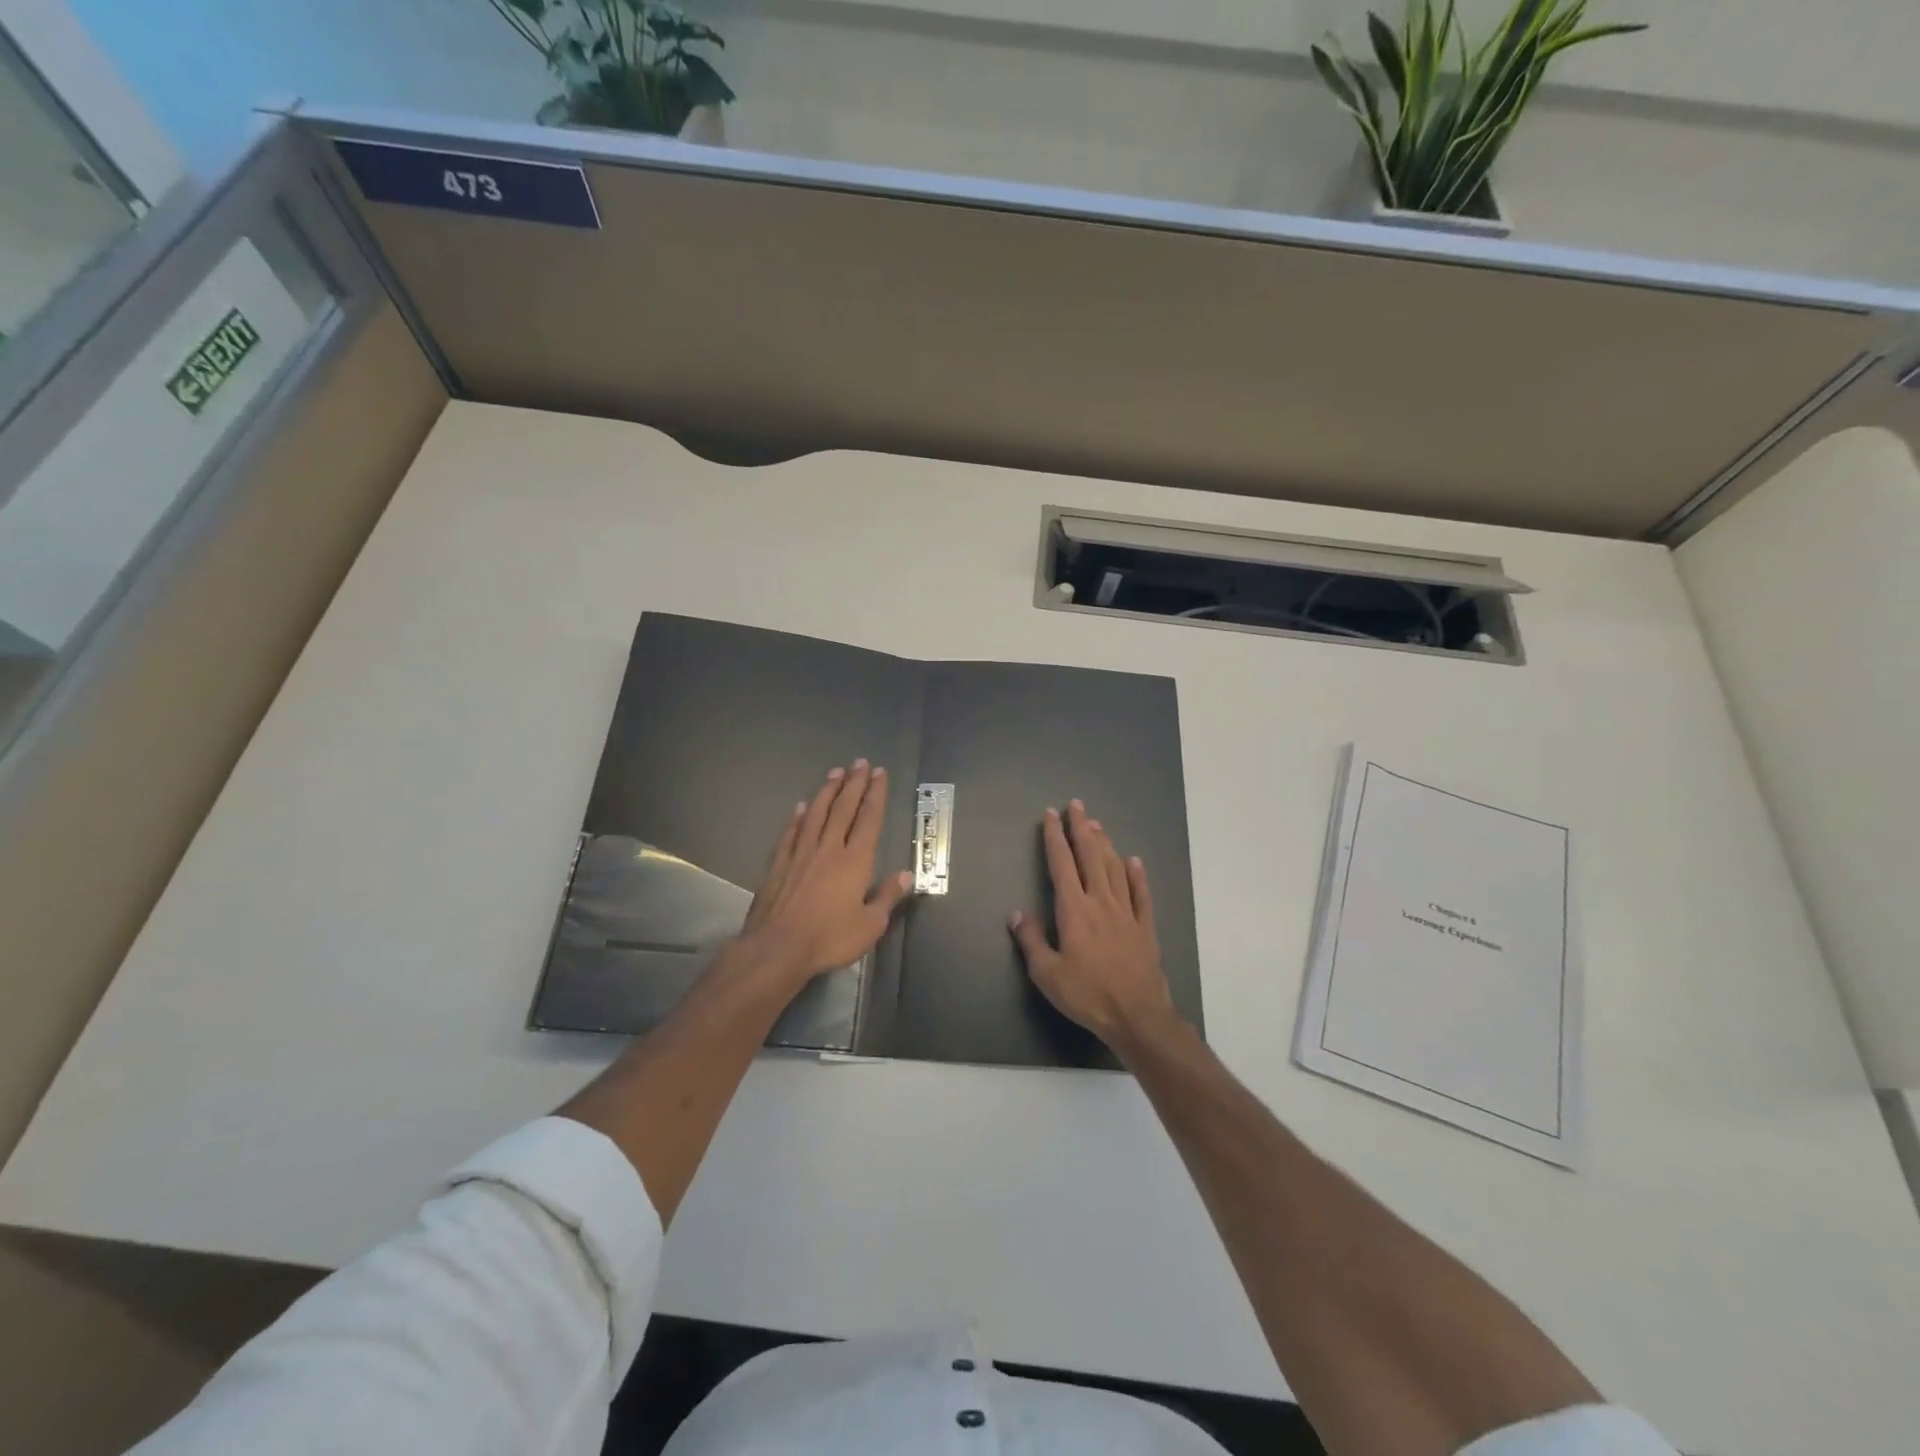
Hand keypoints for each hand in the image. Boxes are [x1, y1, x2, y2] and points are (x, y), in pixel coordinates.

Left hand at [738, 761, 912, 985]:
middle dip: (854, 784)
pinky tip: (800, 807)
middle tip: (860, 763)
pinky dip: (796, 818)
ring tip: (835, 773)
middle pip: (843, 809)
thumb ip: (887, 897)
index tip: (879, 774)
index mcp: (855, 861)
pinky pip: (790, 833)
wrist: (777, 948)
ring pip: (816, 814)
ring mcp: (800, 854)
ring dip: (827, 792)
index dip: (875, 795)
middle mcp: (828, 849)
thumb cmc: (829, 938)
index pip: (869, 819)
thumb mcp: (870, 925)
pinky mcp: (778, 864)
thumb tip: (906, 874)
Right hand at [1009, 799, 1174, 1046]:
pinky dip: (1137, 875)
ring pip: (1114, 868)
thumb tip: (1016, 913)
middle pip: (1090, 856)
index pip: (1061, 864)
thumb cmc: (1087, 994)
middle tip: (1076, 805)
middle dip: (1081, 828)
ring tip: (1097, 824)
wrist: (1137, 1015)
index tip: (1051, 815)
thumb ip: (1031, 940)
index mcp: (1074, 910)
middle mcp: (1101, 902)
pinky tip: (1133, 861)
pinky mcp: (1145, 927)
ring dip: (1104, 843)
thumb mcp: (1047, 973)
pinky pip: (1141, 894)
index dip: (1055, 838)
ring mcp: (1126, 912)